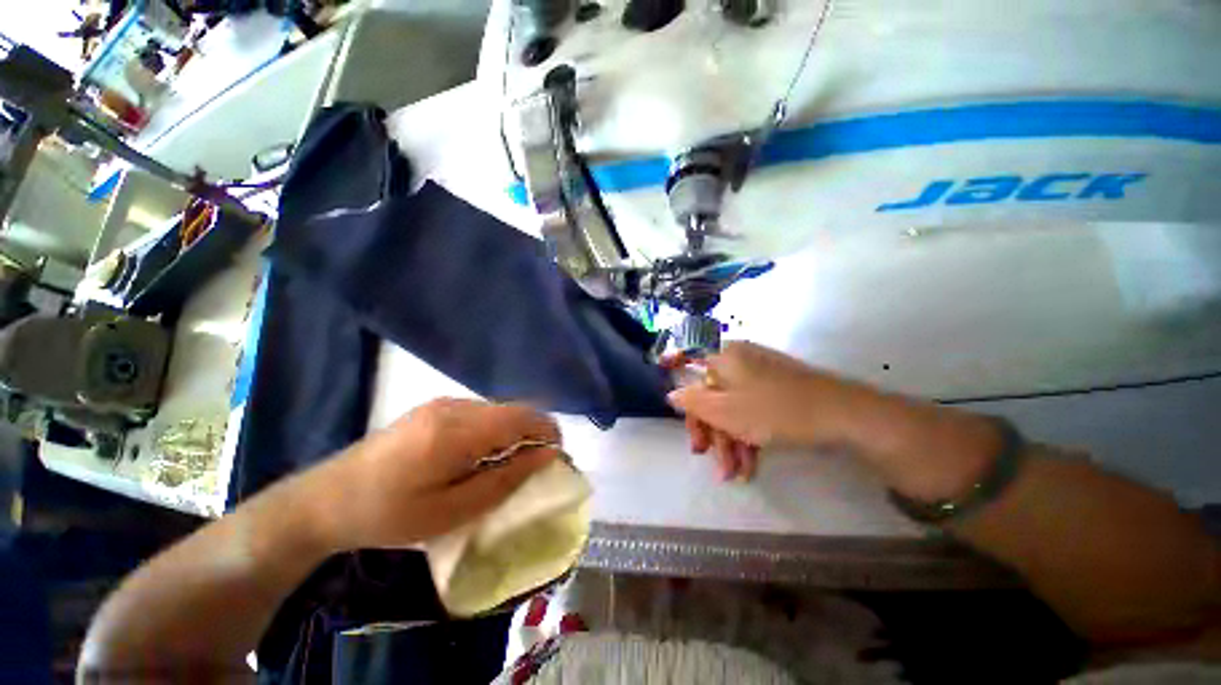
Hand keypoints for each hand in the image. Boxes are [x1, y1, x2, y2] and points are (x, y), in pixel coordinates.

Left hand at [316, 398, 560, 549]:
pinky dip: (493, 431)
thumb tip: (547, 455)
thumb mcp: (452, 511)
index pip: (524, 417)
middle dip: (532, 434)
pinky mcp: (435, 408)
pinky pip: (480, 413)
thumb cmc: (390, 515)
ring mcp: (443, 403)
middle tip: (531, 469)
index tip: (555, 458)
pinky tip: (477, 457)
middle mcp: (455, 406)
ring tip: (503, 466)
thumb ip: (505, 479)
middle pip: (514, 410)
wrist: (326, 499)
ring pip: (499, 410)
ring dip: (512, 433)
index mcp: (458, 431)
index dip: (548, 432)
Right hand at [666, 342, 860, 477]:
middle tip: (708, 458)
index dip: (676, 373)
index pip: (690, 363)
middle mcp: (739, 361)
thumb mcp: (726, 411)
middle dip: (709, 429)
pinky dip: (748, 435)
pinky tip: (750, 463)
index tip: (666, 379)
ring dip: (730, 440)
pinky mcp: (776, 390)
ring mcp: (759, 375)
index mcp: (724, 358)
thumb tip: (672, 393)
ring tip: (735, 473)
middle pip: (711, 393)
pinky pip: (752, 410)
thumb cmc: (774, 410)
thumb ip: (693, 402)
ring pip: (732, 406)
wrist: (844, 415)